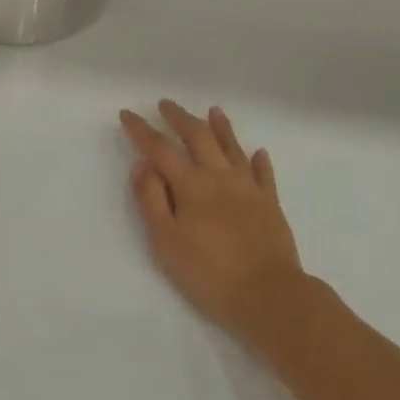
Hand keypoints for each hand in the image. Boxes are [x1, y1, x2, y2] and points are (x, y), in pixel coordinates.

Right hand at [120, 101, 306, 353]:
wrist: (268, 295)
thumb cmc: (209, 273)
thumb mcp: (166, 241)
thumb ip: (152, 200)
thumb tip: (142, 164)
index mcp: (191, 185)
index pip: (161, 149)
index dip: (142, 131)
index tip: (127, 114)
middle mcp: (220, 177)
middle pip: (199, 137)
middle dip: (180, 118)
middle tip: (166, 104)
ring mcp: (249, 188)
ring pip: (233, 148)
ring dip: (221, 127)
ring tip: (214, 110)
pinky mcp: (271, 204)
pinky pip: (264, 174)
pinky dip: (259, 161)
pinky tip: (258, 152)